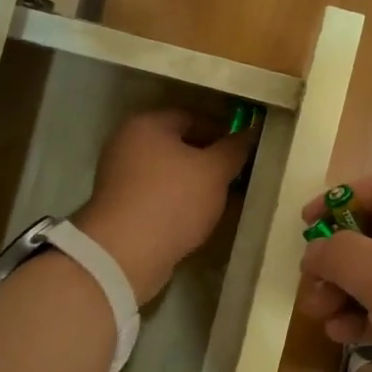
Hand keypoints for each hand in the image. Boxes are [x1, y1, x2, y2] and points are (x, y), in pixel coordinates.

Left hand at [74, 108, 253, 301]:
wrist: (124, 255)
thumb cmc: (172, 200)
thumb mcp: (213, 171)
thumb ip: (234, 149)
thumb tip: (250, 132)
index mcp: (147, 124)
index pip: (193, 116)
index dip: (223, 130)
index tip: (245, 150)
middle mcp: (128, 144)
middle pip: (179, 145)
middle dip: (210, 160)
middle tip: (239, 176)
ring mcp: (120, 177)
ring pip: (170, 173)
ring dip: (196, 184)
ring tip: (225, 200)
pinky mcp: (121, 207)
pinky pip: (159, 196)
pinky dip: (180, 202)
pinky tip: (200, 217)